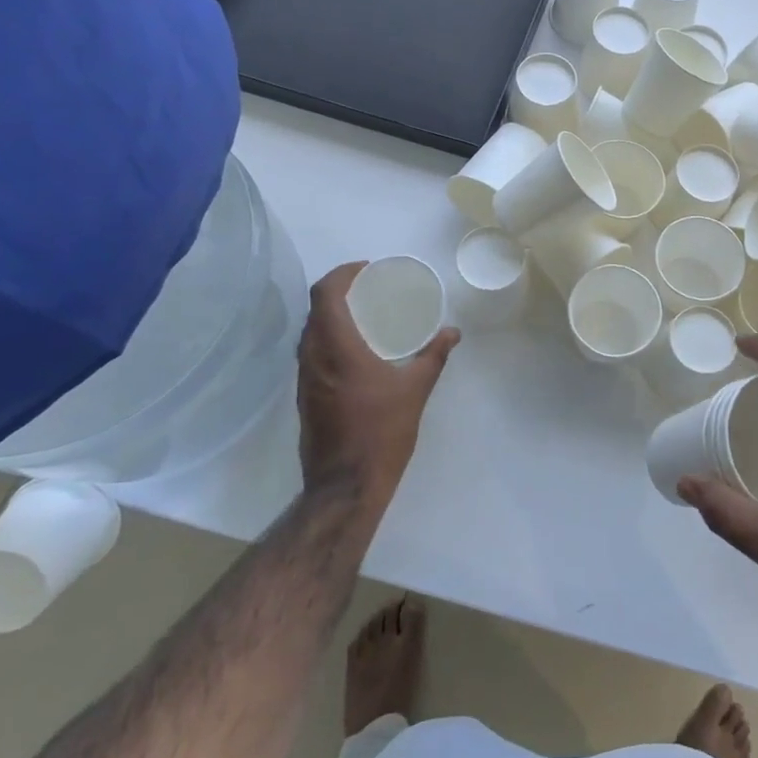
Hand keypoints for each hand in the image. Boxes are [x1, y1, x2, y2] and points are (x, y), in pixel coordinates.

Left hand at [296, 263, 459, 506]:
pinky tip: (358, 351)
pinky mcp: (305, 397)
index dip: (342, 273)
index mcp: (337, 348)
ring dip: (333, 316)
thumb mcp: (415, 390)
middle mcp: (313, 357)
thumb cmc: (381, 433)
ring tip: (366, 315)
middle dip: (340, 291)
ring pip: (311, 332)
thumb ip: (433, 356)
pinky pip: (313, 353)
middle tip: (371, 289)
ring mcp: (304, 379)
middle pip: (315, 309)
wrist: (344, 487)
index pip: (324, 294)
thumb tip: (452, 332)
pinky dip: (331, 339)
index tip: (367, 270)